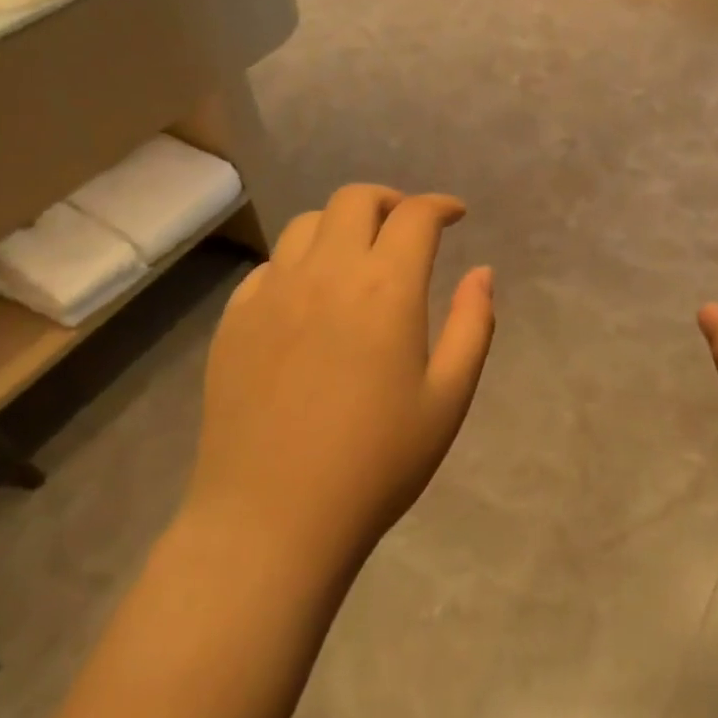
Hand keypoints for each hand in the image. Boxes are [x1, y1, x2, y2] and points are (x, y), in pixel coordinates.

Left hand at [186, 184, 495, 577]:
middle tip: (408, 229)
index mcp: (385, 288)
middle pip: (354, 200)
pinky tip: (310, 298)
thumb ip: (472, 325)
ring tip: (358, 258)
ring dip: (341, 226)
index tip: (455, 215)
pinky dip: (300, 263)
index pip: (415, 216)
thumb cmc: (377, 462)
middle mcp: (325, 273)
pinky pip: (270, 267)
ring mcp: (271, 293)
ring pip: (306, 225)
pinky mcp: (234, 320)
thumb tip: (482, 273)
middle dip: (390, 202)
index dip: (440, 206)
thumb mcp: (448, 398)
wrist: (274, 517)